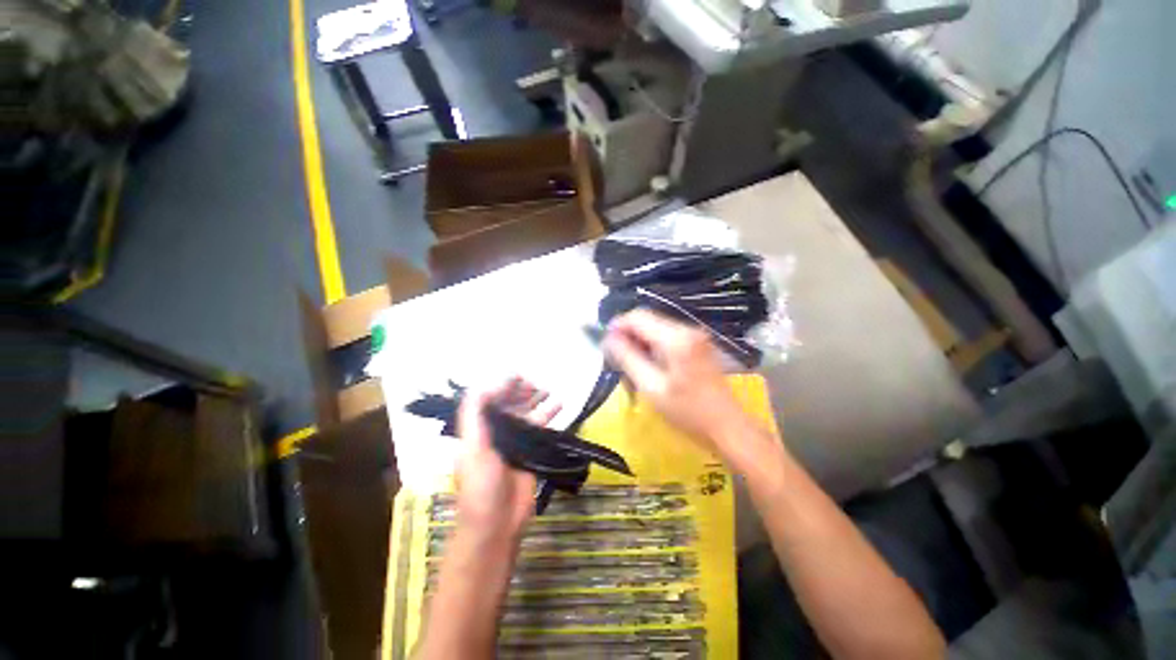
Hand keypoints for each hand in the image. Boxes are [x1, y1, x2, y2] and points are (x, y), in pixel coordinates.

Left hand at [455, 378, 561, 545]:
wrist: (497, 523)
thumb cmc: (480, 485)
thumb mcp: (472, 448)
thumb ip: (475, 414)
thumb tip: (487, 384)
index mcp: (479, 430)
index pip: (490, 400)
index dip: (502, 386)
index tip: (517, 376)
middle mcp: (497, 432)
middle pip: (509, 405)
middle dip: (520, 391)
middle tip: (534, 383)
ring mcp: (515, 441)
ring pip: (526, 413)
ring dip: (536, 400)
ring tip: (548, 389)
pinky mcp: (531, 451)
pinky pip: (541, 427)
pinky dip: (549, 414)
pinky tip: (559, 404)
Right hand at [603, 310, 749, 460]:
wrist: (728, 427)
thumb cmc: (688, 412)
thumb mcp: (651, 387)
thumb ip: (628, 358)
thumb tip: (609, 339)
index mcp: (676, 338)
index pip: (638, 317)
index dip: (617, 326)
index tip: (605, 344)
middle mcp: (687, 329)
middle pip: (647, 320)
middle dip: (628, 336)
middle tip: (615, 360)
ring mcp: (695, 335)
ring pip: (655, 328)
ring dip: (639, 343)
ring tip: (631, 367)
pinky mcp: (697, 344)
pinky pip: (667, 337)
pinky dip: (652, 347)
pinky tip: (648, 367)